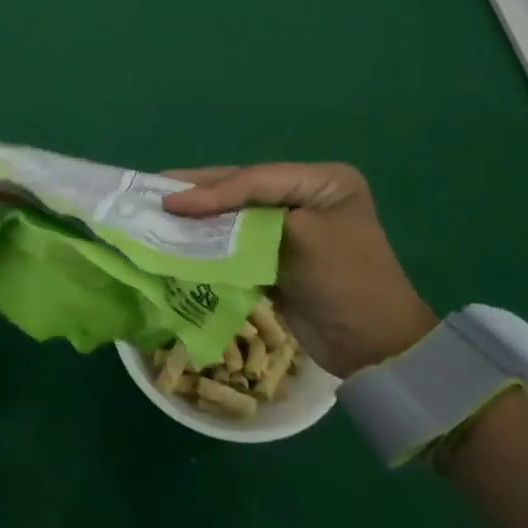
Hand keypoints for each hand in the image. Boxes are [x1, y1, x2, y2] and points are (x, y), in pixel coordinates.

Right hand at [164, 163, 435, 375]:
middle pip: (242, 188)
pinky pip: (236, 238)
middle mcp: (305, 194)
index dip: (211, 190)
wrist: (374, 350)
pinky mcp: (276, 253)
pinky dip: (208, 239)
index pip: (255, 178)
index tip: (170, 200)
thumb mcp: (299, 240)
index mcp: (322, 180)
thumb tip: (190, 214)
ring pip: (234, 212)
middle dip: (199, 191)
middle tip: (153, 188)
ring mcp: (290, 224)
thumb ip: (245, 220)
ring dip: (199, 214)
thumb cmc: (345, 282)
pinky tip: (179, 235)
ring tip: (157, 207)